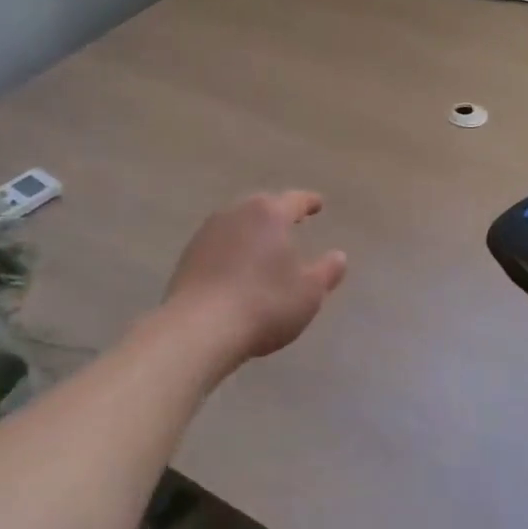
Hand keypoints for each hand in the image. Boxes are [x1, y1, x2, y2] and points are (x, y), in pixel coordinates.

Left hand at [166, 191, 348, 360]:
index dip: (309, 202)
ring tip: (264, 246)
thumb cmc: (264, 305)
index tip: (318, 204)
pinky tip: (237, 267)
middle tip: (291, 222)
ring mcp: (207, 233)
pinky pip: (219, 243)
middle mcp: (236, 214)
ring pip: (237, 223)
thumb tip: (339, 256)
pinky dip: (232, 249)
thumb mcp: (308, 293)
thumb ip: (327, 271)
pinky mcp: (188, 255)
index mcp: (269, 215)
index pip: (294, 200)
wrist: (199, 328)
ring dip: (252, 231)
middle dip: (277, 212)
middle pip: (262, 206)